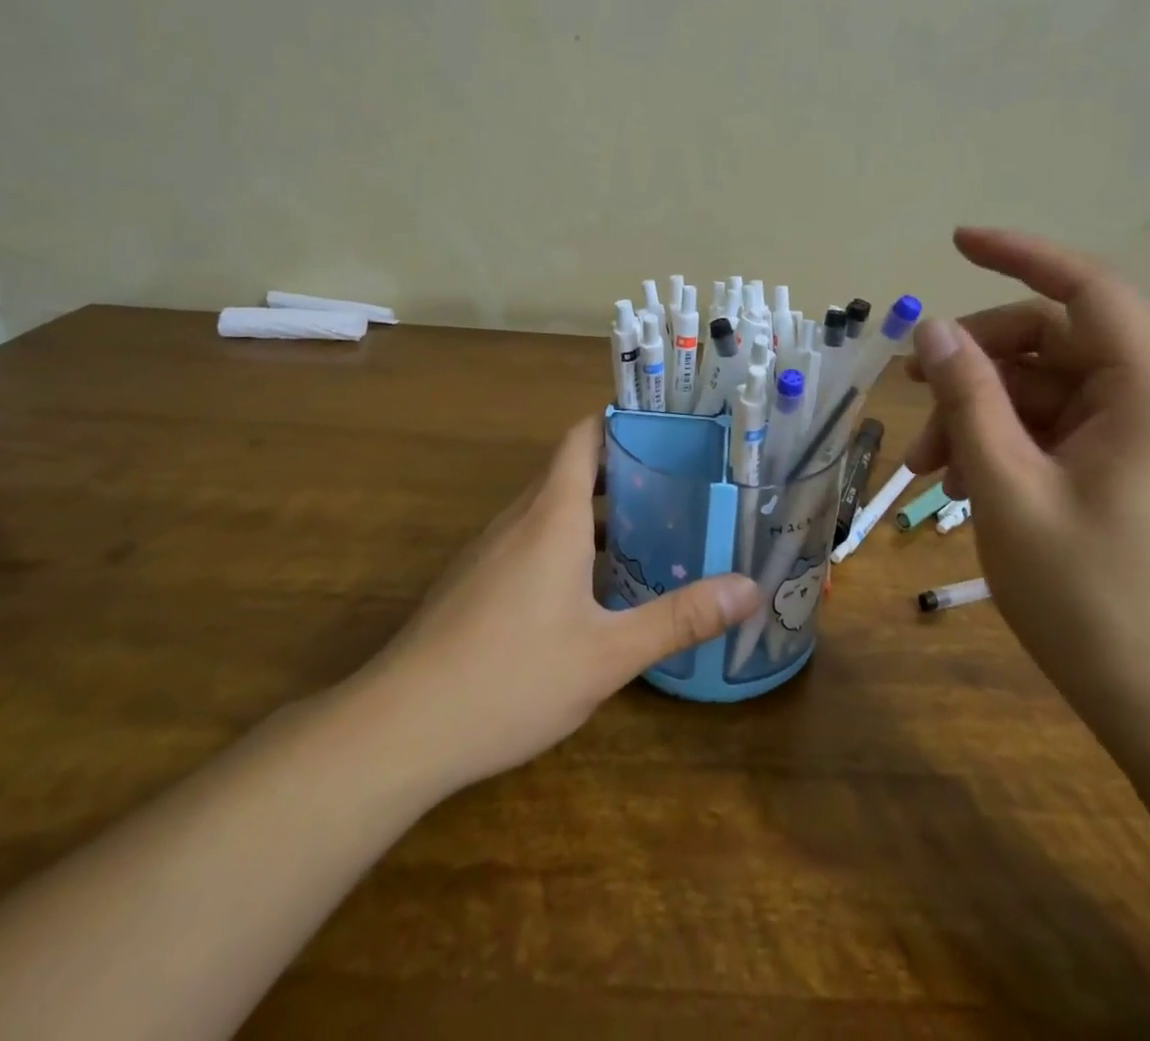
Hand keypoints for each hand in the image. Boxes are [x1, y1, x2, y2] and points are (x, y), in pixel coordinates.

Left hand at [360, 417, 759, 794]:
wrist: (399, 729)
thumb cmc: (511, 677)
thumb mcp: (608, 654)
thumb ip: (680, 619)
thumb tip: (750, 588)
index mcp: (551, 515)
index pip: (583, 436)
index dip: (622, 421)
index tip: (669, 428)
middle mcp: (519, 519)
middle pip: (573, 470)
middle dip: (625, 471)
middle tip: (682, 486)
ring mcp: (490, 551)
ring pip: (551, 510)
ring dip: (598, 512)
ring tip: (653, 534)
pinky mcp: (475, 582)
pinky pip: (531, 541)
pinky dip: (569, 543)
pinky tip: (595, 590)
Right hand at [905, 228, 1149, 746]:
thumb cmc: (1090, 599)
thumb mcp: (1008, 488)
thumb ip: (968, 396)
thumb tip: (930, 327)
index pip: (1086, 288)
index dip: (1019, 254)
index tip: (955, 242)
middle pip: (1053, 341)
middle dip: (976, 363)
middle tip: (911, 396)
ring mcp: (1147, 435)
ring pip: (1046, 388)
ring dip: (980, 412)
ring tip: (927, 466)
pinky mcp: (1131, 468)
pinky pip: (1057, 427)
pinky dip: (1005, 441)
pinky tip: (963, 483)